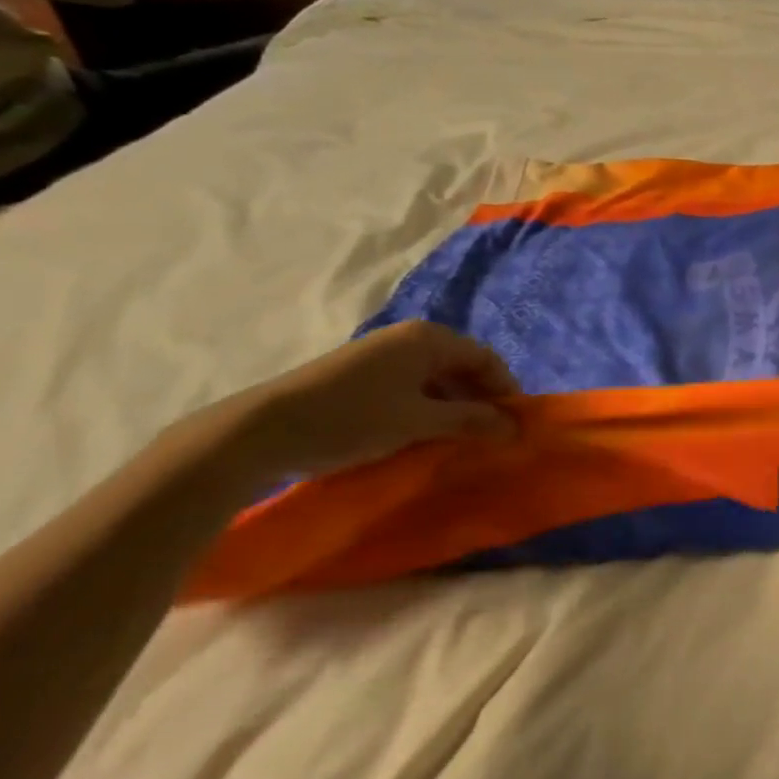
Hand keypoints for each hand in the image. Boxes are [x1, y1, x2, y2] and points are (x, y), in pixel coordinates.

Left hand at [183, 322, 521, 488]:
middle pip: (462, 365)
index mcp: (429, 339)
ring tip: (458, 441)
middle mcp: (410, 338)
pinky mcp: (362, 374)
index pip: (485, 358)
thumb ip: (470, 421)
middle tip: (490, 437)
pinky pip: (411, 386)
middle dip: (480, 400)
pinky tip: (422, 435)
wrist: (262, 429)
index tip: (516, 425)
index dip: (505, 390)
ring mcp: (383, 354)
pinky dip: (426, 408)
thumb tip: (514, 427)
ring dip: (453, 407)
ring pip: (435, 378)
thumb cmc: (353, 418)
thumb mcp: (418, 422)